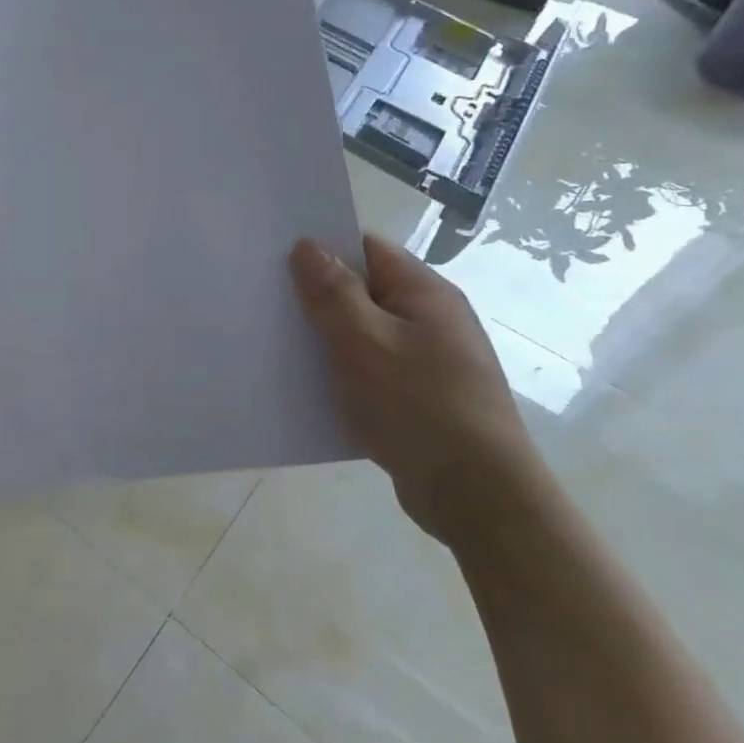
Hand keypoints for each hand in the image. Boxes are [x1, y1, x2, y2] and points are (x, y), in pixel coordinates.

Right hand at [289, 233, 542, 544]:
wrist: (478, 497)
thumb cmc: (419, 407)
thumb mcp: (365, 342)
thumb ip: (333, 292)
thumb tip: (308, 245)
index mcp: (424, 293)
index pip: (366, 248)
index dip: (321, 248)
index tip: (274, 257)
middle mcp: (429, 319)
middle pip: (361, 290)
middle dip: (316, 295)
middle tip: (265, 302)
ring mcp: (426, 360)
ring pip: (361, 333)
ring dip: (324, 338)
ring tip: (276, 344)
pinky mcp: (417, 397)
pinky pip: (369, 370)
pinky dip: (340, 372)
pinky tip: (308, 386)